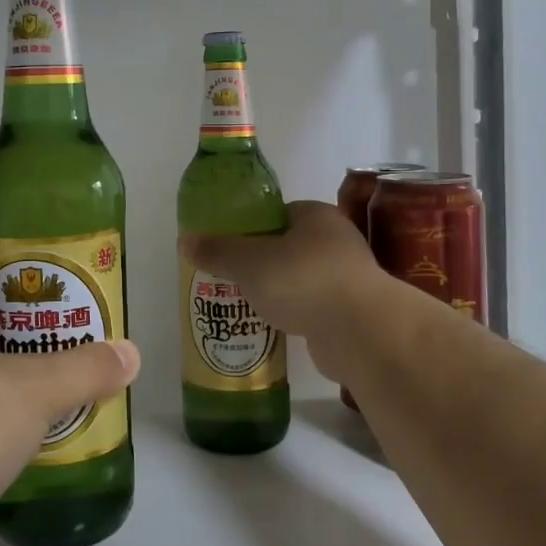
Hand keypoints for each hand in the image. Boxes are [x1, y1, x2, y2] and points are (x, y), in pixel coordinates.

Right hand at [182, 200, 382, 376]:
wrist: (360, 331)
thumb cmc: (303, 280)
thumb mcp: (249, 262)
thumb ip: (218, 251)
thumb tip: (185, 240)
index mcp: (317, 216)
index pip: (278, 214)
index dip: (250, 227)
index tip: (227, 246)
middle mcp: (336, 241)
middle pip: (288, 247)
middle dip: (260, 262)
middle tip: (229, 277)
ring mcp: (346, 278)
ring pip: (299, 279)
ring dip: (276, 291)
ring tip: (243, 304)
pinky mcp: (349, 313)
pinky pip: (311, 308)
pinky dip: (292, 314)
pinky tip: (270, 327)